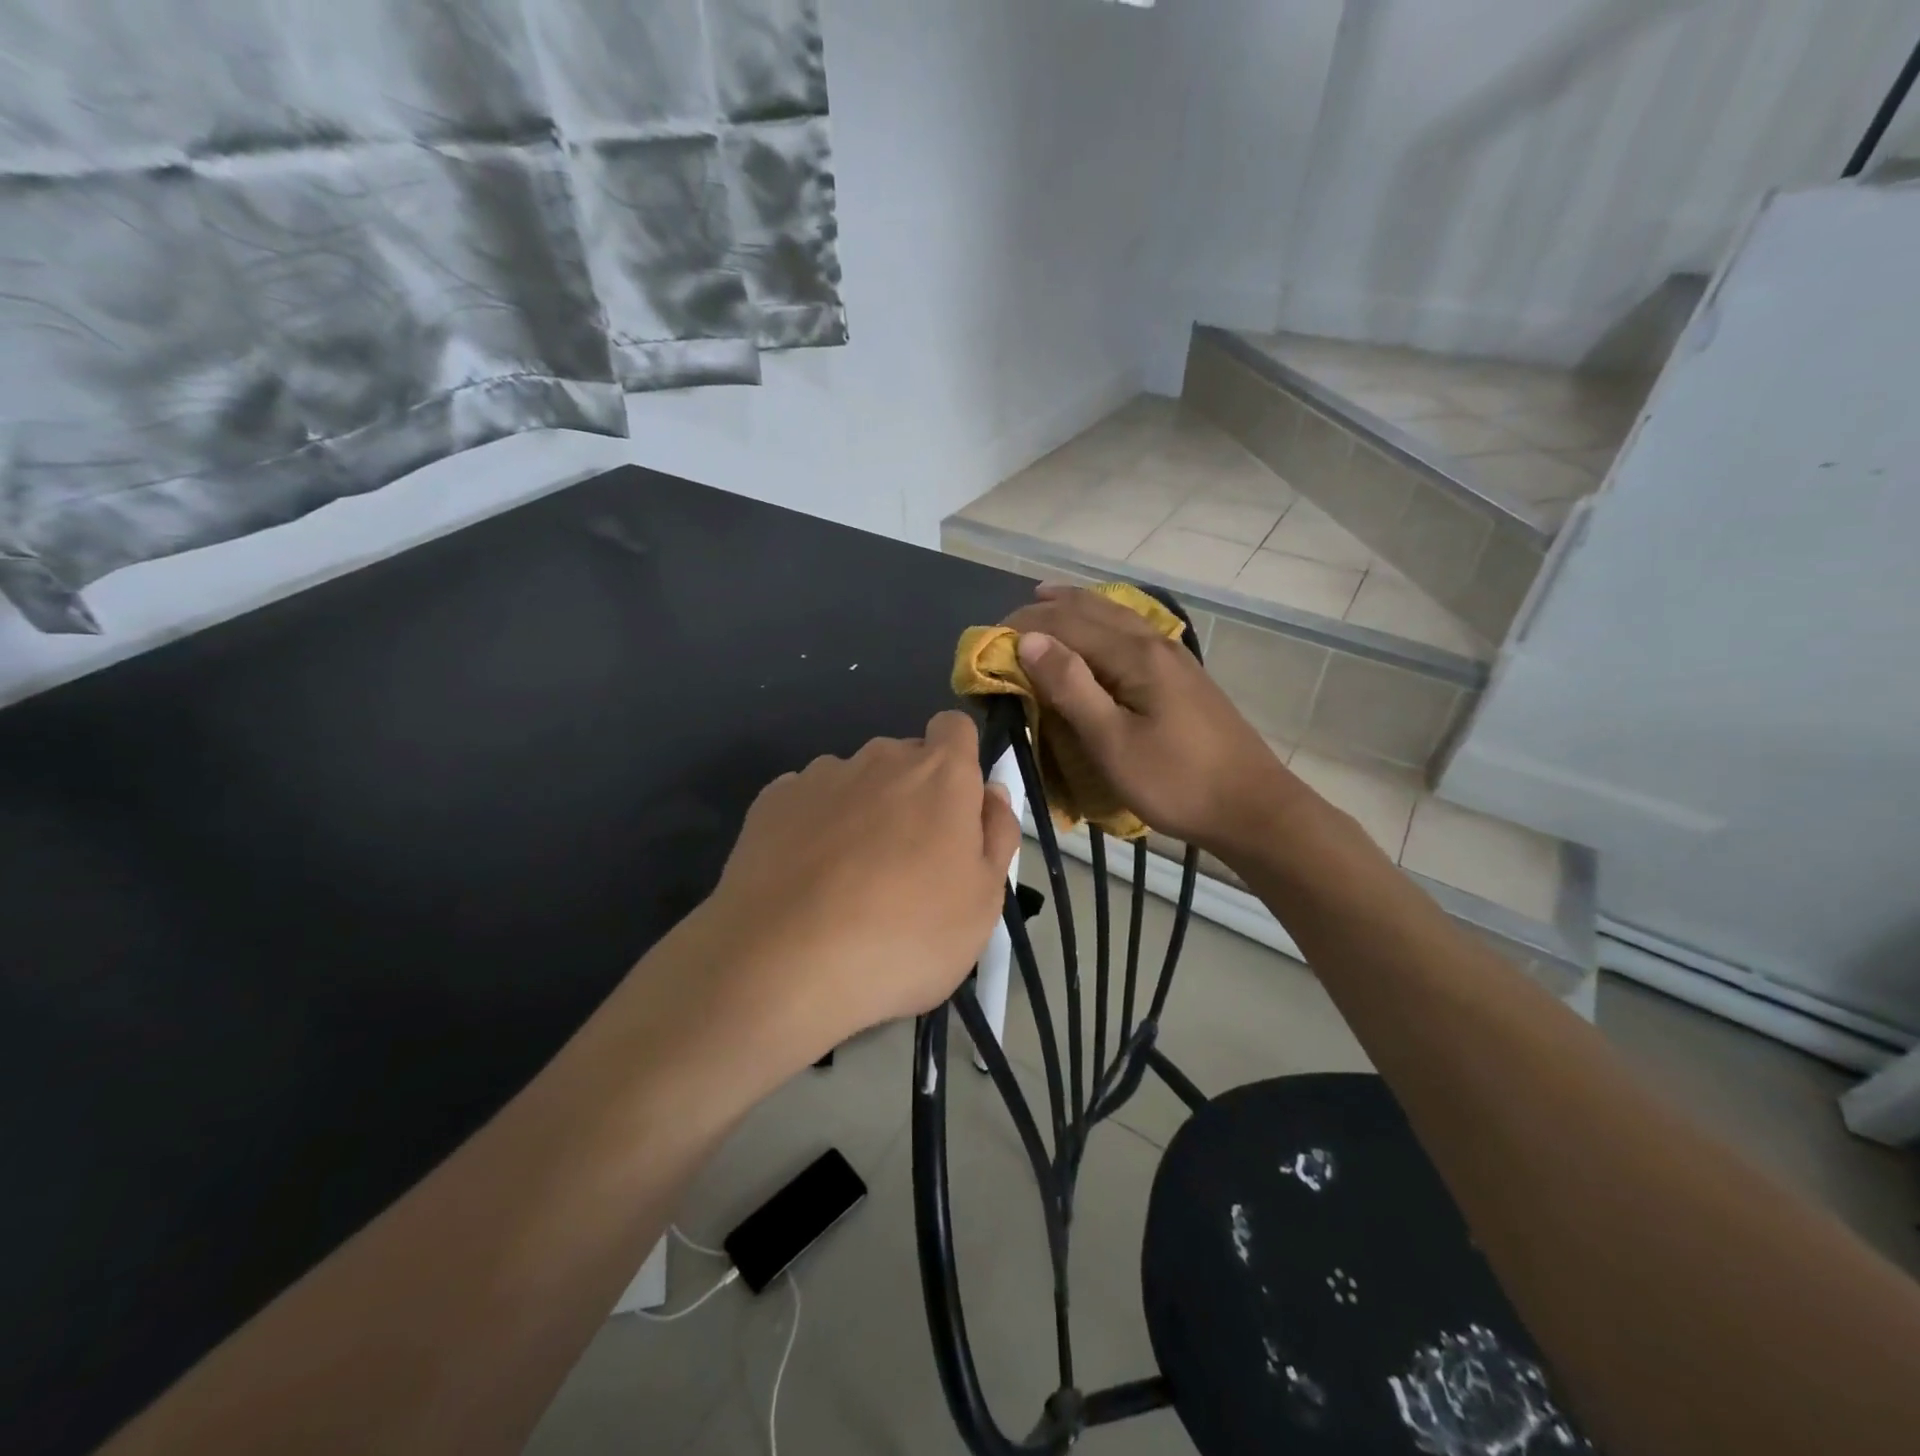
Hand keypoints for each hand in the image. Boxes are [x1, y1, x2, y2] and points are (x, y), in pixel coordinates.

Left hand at [697, 711, 1020, 1060]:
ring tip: (848, 880)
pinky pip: (809, 802)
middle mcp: (879, 759)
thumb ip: (997, 833)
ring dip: (862, 811)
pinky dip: (815, 827)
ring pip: (855, 781)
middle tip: (909, 864)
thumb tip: (989, 793)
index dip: (959, 759)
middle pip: (905, 759)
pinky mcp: (771, 801)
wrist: (785, 962)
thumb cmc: (906, 934)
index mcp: (939, 773)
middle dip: (913, 795)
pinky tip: (806, 879)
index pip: (955, 728)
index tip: (956, 808)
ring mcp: (820, 776)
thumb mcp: (984, 900)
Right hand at [1004, 584, 1293, 853]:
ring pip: (1115, 614)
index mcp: (1135, 654)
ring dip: (1074, 606)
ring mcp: (1173, 655)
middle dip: (1045, 610)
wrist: (1251, 806)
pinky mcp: (1181, 674)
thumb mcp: (1113, 741)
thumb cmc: (1175, 781)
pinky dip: (1100, 621)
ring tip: (1043, 601)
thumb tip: (1028, 641)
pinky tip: (1098, 631)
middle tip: (1006, 625)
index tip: (986, 642)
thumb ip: (1071, 687)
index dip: (1023, 627)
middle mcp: (1154, 641)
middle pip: (1091, 608)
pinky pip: (1130, 630)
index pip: (1066, 622)